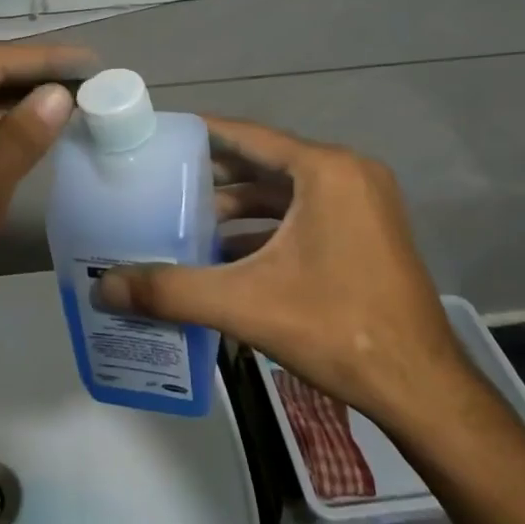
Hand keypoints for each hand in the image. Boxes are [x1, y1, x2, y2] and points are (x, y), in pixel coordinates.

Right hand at [95, 117, 477, 438]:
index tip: (158, 136)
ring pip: (284, 190)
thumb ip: (171, 290)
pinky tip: (226, 250)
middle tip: (161, 181)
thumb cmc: (337, 329)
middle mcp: (348, 174)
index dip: (200, 134)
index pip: (248, 136)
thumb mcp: (245, 304)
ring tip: (186, 218)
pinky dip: (265, 226)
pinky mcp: (367, 232)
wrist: (421, 388)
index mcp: (326, 170)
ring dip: (238, 204)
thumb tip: (103, 287)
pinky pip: (304, 213)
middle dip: (214, 174)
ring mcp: (363, 203)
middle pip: (265, 161)